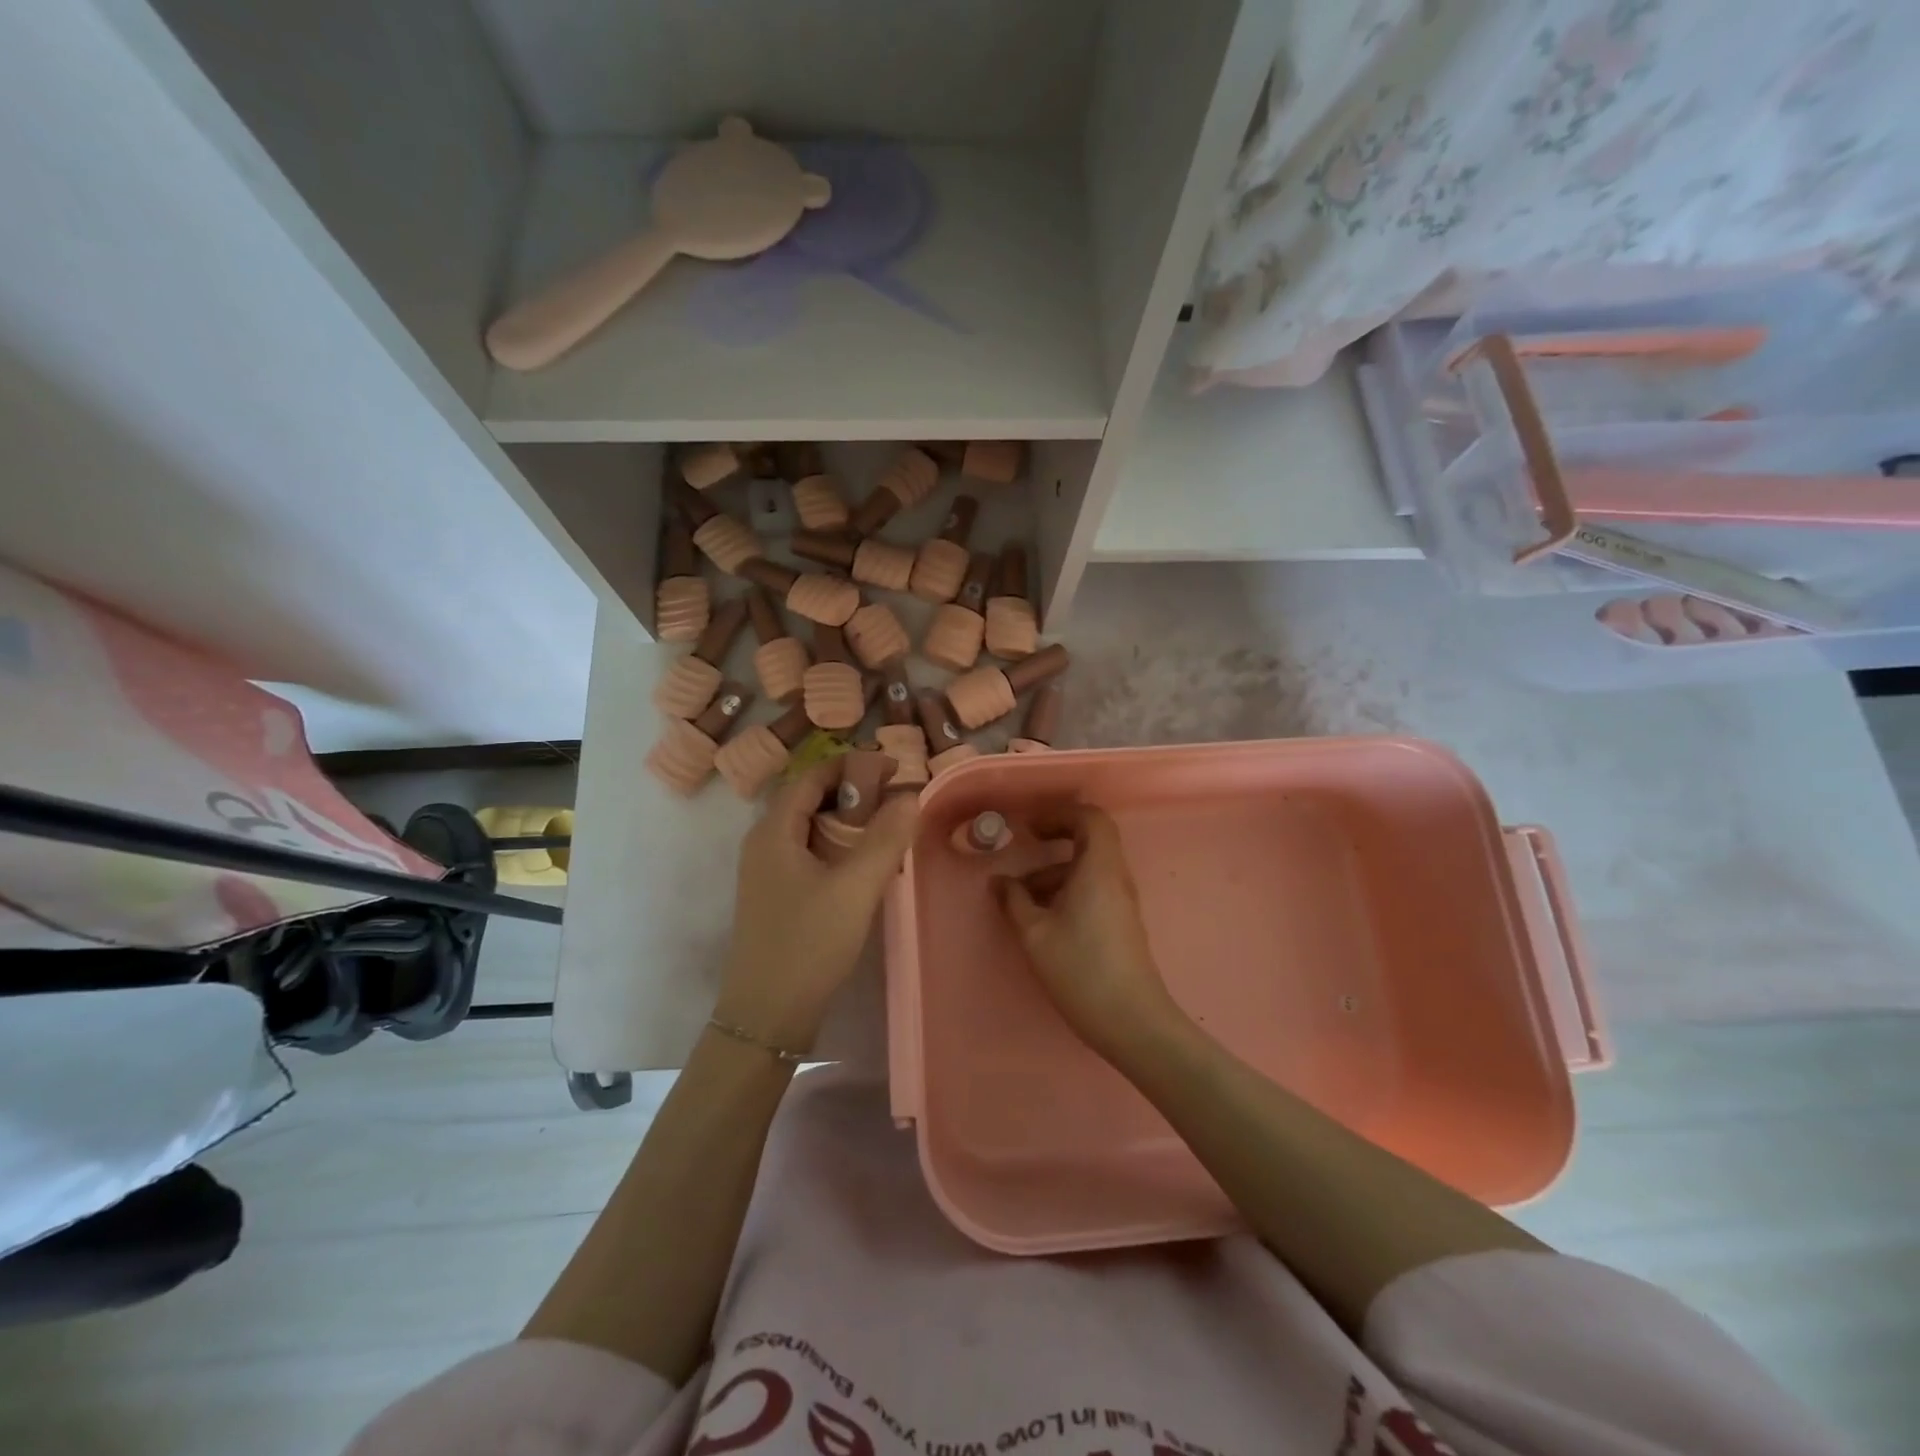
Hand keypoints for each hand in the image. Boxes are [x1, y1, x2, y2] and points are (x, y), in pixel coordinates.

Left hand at [714, 760, 918, 1052]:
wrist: (767, 1016)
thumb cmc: (807, 944)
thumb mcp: (854, 888)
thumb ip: (885, 838)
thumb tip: (911, 795)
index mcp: (773, 830)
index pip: (813, 776)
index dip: (854, 765)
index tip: (896, 769)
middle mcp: (765, 842)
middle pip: (811, 798)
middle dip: (855, 791)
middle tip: (898, 798)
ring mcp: (768, 871)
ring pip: (812, 827)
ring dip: (850, 821)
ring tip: (890, 828)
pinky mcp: (778, 894)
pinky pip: (811, 853)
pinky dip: (840, 846)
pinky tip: (868, 865)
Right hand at [993, 805, 1179, 1057]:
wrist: (1131, 1021)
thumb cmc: (1080, 969)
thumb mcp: (1035, 934)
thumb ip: (1014, 902)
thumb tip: (999, 882)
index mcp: (1099, 868)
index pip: (1090, 818)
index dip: (1059, 814)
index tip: (1030, 827)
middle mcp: (1115, 877)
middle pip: (1091, 840)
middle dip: (1056, 838)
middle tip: (1026, 846)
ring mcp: (1121, 901)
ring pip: (1089, 868)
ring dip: (1055, 871)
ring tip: (1021, 897)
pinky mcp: (1121, 923)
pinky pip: (1093, 889)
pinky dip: (1067, 890)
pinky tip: (1041, 918)